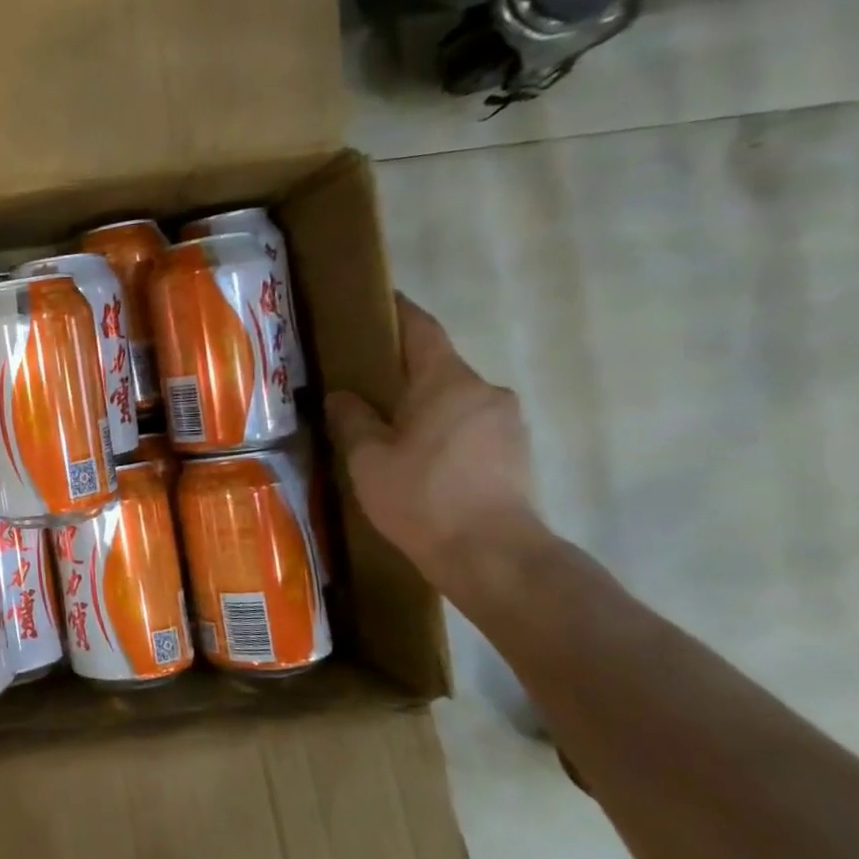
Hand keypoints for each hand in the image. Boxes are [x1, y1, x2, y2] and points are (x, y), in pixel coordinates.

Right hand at [325, 294, 539, 589]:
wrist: (493, 555)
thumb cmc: (422, 497)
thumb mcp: (368, 458)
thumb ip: (352, 419)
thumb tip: (342, 396)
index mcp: (447, 382)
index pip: (422, 330)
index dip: (398, 312)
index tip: (375, 303)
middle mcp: (485, 391)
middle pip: (437, 367)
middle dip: (402, 371)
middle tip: (362, 383)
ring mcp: (507, 422)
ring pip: (454, 400)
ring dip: (423, 405)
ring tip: (386, 428)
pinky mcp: (516, 452)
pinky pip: (470, 426)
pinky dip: (442, 430)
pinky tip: (417, 457)